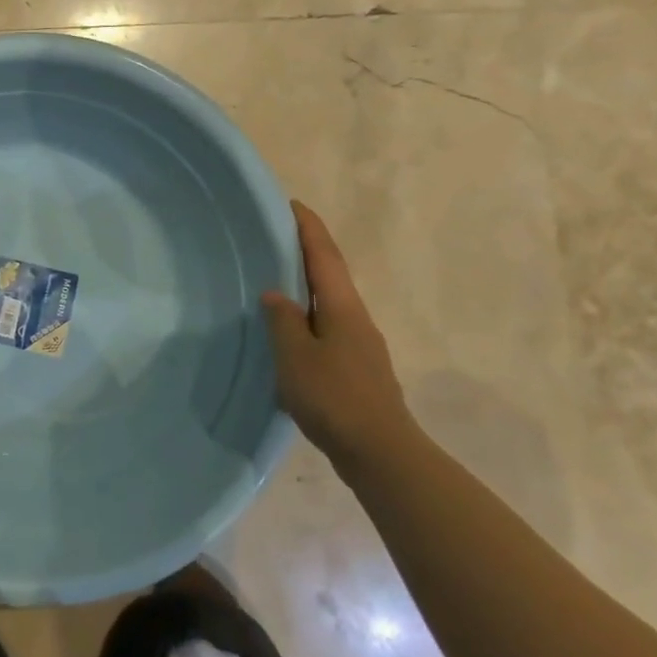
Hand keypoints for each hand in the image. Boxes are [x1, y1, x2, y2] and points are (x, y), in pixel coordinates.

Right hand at [262, 201, 416, 475]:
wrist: (381, 453)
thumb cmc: (334, 397)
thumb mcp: (295, 355)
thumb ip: (283, 320)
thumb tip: (276, 294)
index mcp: (342, 307)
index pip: (324, 255)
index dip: (308, 227)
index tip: (292, 203)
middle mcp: (356, 318)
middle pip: (331, 274)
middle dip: (307, 252)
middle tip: (276, 237)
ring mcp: (360, 345)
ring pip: (330, 303)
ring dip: (307, 286)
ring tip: (277, 280)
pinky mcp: (357, 369)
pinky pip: (327, 328)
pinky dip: (308, 317)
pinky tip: (290, 332)